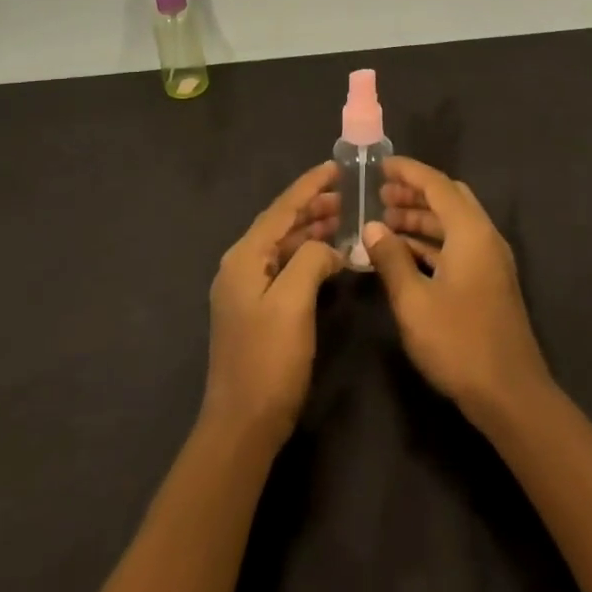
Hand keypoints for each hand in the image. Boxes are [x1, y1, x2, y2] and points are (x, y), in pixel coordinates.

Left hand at [201, 163, 343, 446]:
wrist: (242, 425)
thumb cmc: (268, 360)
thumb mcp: (293, 302)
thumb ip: (311, 260)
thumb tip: (327, 248)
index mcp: (244, 257)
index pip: (281, 209)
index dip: (309, 186)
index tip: (336, 167)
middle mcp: (241, 265)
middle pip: (281, 224)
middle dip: (314, 206)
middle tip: (350, 194)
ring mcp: (246, 289)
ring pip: (284, 246)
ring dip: (313, 230)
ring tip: (346, 219)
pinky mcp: (256, 309)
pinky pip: (285, 267)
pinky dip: (308, 256)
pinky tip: (331, 258)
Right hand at [362, 156, 550, 422]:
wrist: (511, 396)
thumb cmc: (459, 343)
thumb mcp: (414, 302)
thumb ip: (391, 259)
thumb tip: (372, 228)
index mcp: (471, 232)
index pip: (437, 185)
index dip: (408, 171)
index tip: (380, 165)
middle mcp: (485, 237)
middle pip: (449, 199)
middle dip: (414, 194)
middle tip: (380, 196)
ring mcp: (490, 261)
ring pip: (453, 224)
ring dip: (421, 219)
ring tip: (384, 224)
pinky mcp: (489, 283)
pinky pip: (458, 246)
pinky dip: (432, 242)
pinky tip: (405, 255)